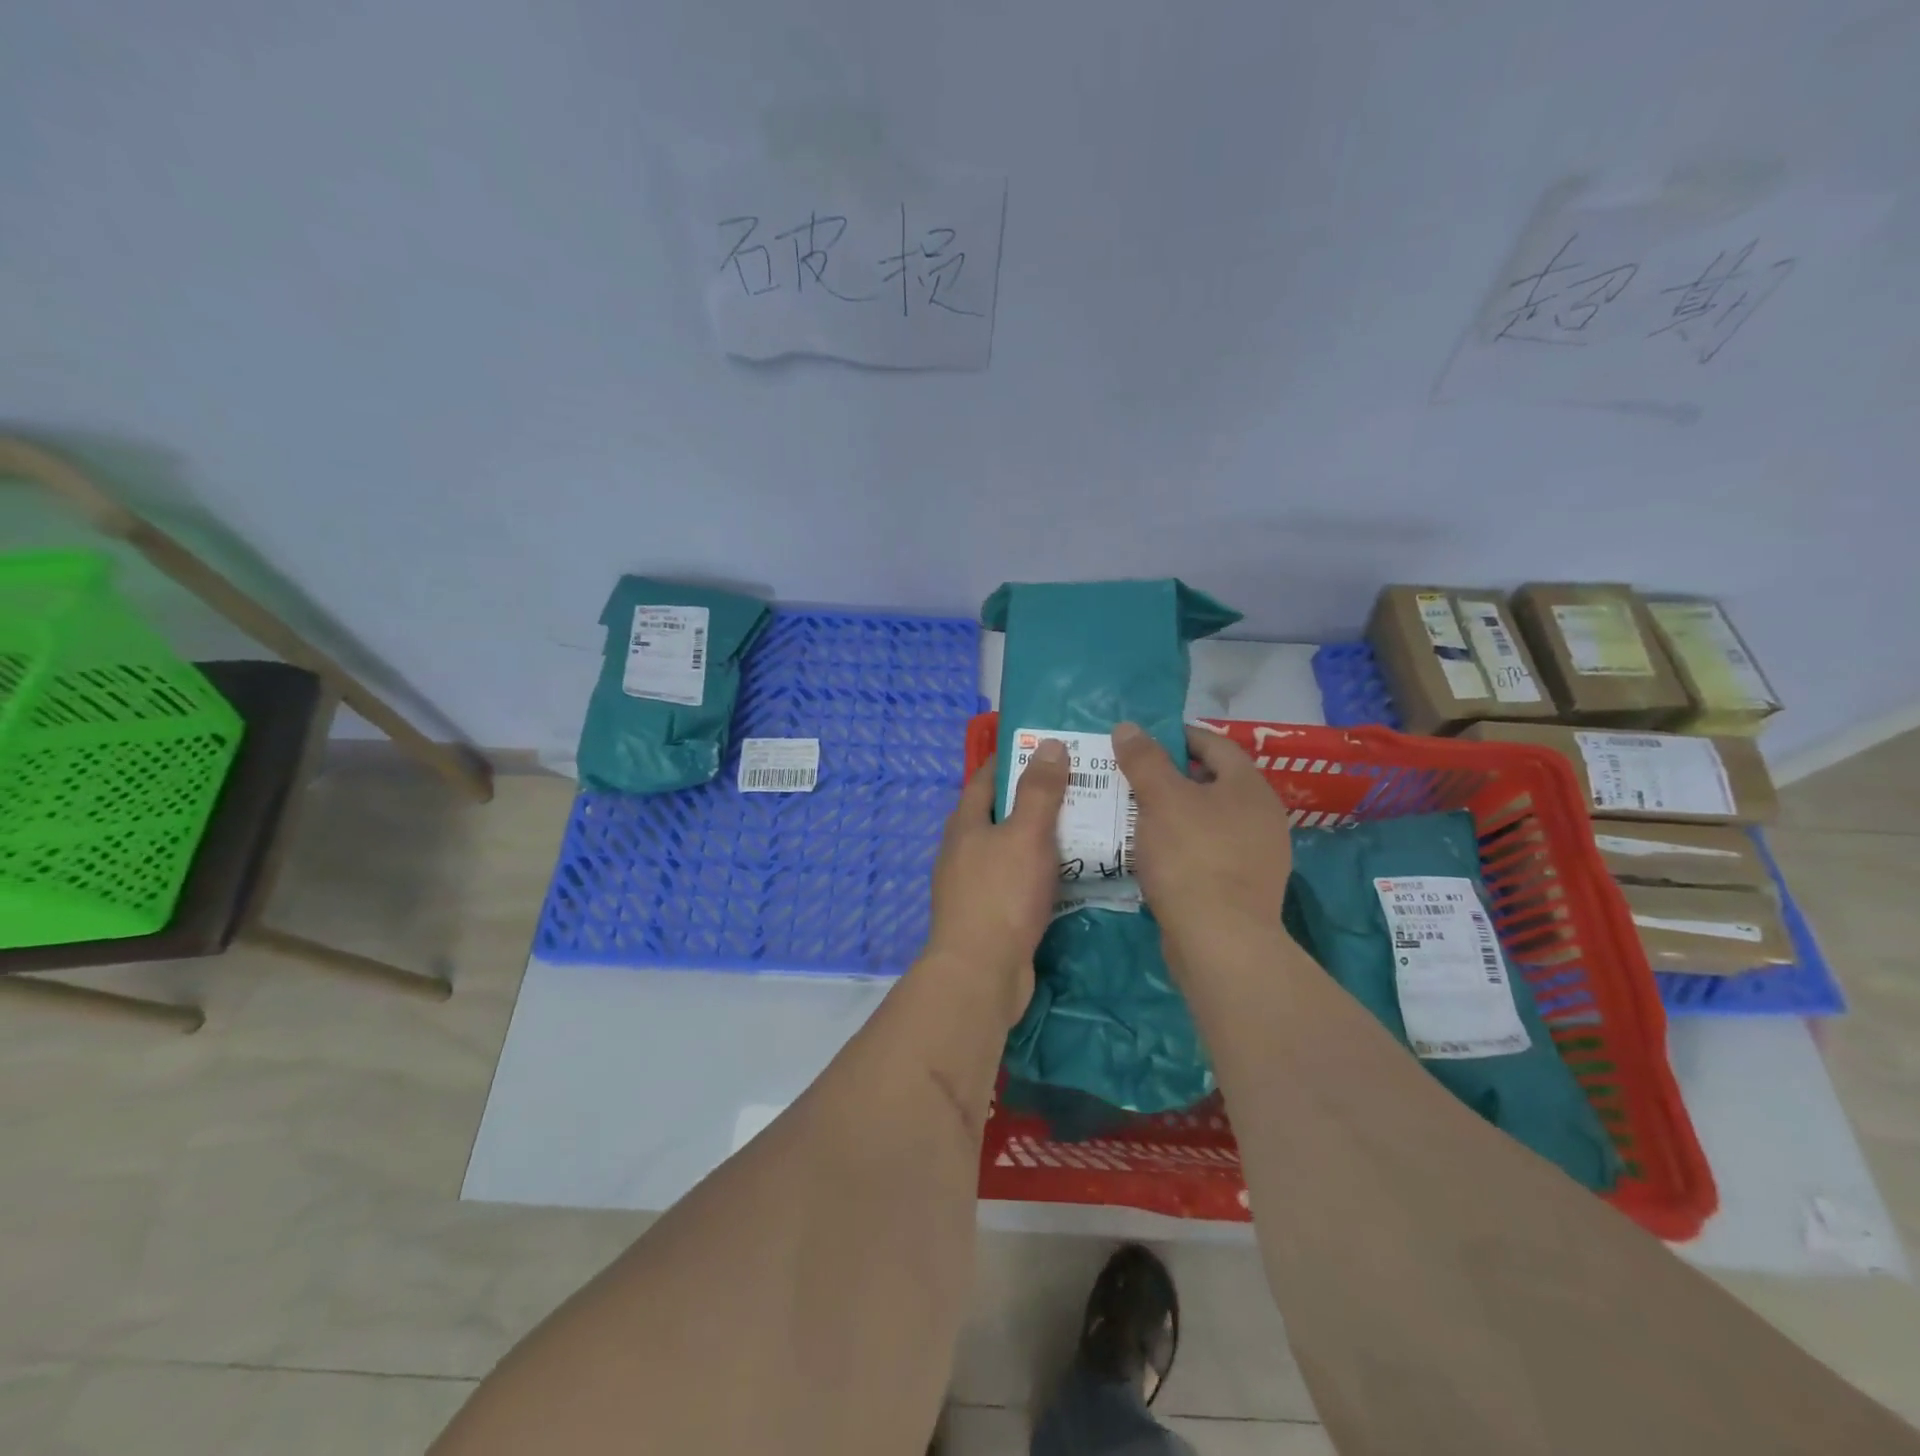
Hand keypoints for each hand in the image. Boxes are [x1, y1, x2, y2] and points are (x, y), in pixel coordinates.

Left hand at [924, 740, 1068, 1027]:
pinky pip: (1018, 879)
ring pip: (1011, 848)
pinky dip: (1041, 869)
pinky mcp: (989, 914)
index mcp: (966, 823)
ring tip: (1083, 823)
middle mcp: (964, 849)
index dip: (1014, 758)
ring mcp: (974, 884)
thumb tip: (1048, 745)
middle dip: (1035, 797)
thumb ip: (1039, 791)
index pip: (987, 777)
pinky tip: (1070, 872)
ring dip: (1041, 835)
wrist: (981, 973)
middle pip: (1000, 812)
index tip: (1047, 745)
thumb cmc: (1001, 895)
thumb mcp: (1025, 834)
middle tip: (1078, 784)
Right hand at [1112, 722, 1291, 954]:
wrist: (1220, 940)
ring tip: (1135, 813)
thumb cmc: (1192, 857)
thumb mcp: (1161, 799)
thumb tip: (1128, 727)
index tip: (1142, 739)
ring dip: (1174, 812)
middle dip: (1171, 776)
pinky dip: (1181, 844)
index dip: (1176, 736)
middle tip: (1131, 776)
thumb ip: (1144, 759)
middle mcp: (1262, 815)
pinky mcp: (1243, 887)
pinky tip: (1154, 853)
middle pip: (1211, 782)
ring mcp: (1257, 854)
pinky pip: (1207, 851)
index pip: (1214, 744)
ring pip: (1208, 819)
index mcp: (1249, 786)